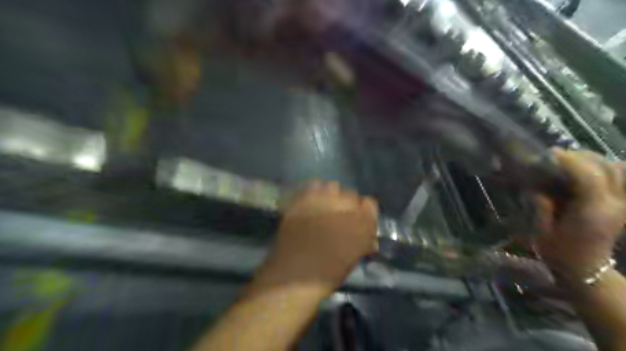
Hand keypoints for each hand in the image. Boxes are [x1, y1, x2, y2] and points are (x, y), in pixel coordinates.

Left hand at [259, 181, 375, 289]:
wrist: (293, 276)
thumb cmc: (327, 274)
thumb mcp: (352, 260)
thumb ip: (362, 243)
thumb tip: (369, 239)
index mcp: (360, 224)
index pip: (370, 204)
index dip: (365, 211)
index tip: (360, 218)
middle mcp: (343, 208)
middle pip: (351, 194)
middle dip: (348, 204)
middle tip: (340, 216)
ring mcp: (321, 201)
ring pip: (332, 186)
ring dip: (331, 195)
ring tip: (324, 207)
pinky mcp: (302, 201)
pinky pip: (313, 186)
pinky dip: (314, 192)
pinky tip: (311, 204)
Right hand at [533, 150, 625, 278]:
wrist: (584, 268)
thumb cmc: (558, 250)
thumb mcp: (542, 230)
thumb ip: (541, 205)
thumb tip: (538, 187)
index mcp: (593, 212)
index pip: (588, 176)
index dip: (569, 161)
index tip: (549, 154)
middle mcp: (614, 204)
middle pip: (606, 168)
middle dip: (580, 157)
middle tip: (556, 157)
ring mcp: (622, 203)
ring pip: (618, 169)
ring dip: (594, 160)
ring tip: (570, 161)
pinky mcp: (622, 203)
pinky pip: (621, 177)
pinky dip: (607, 168)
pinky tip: (588, 169)